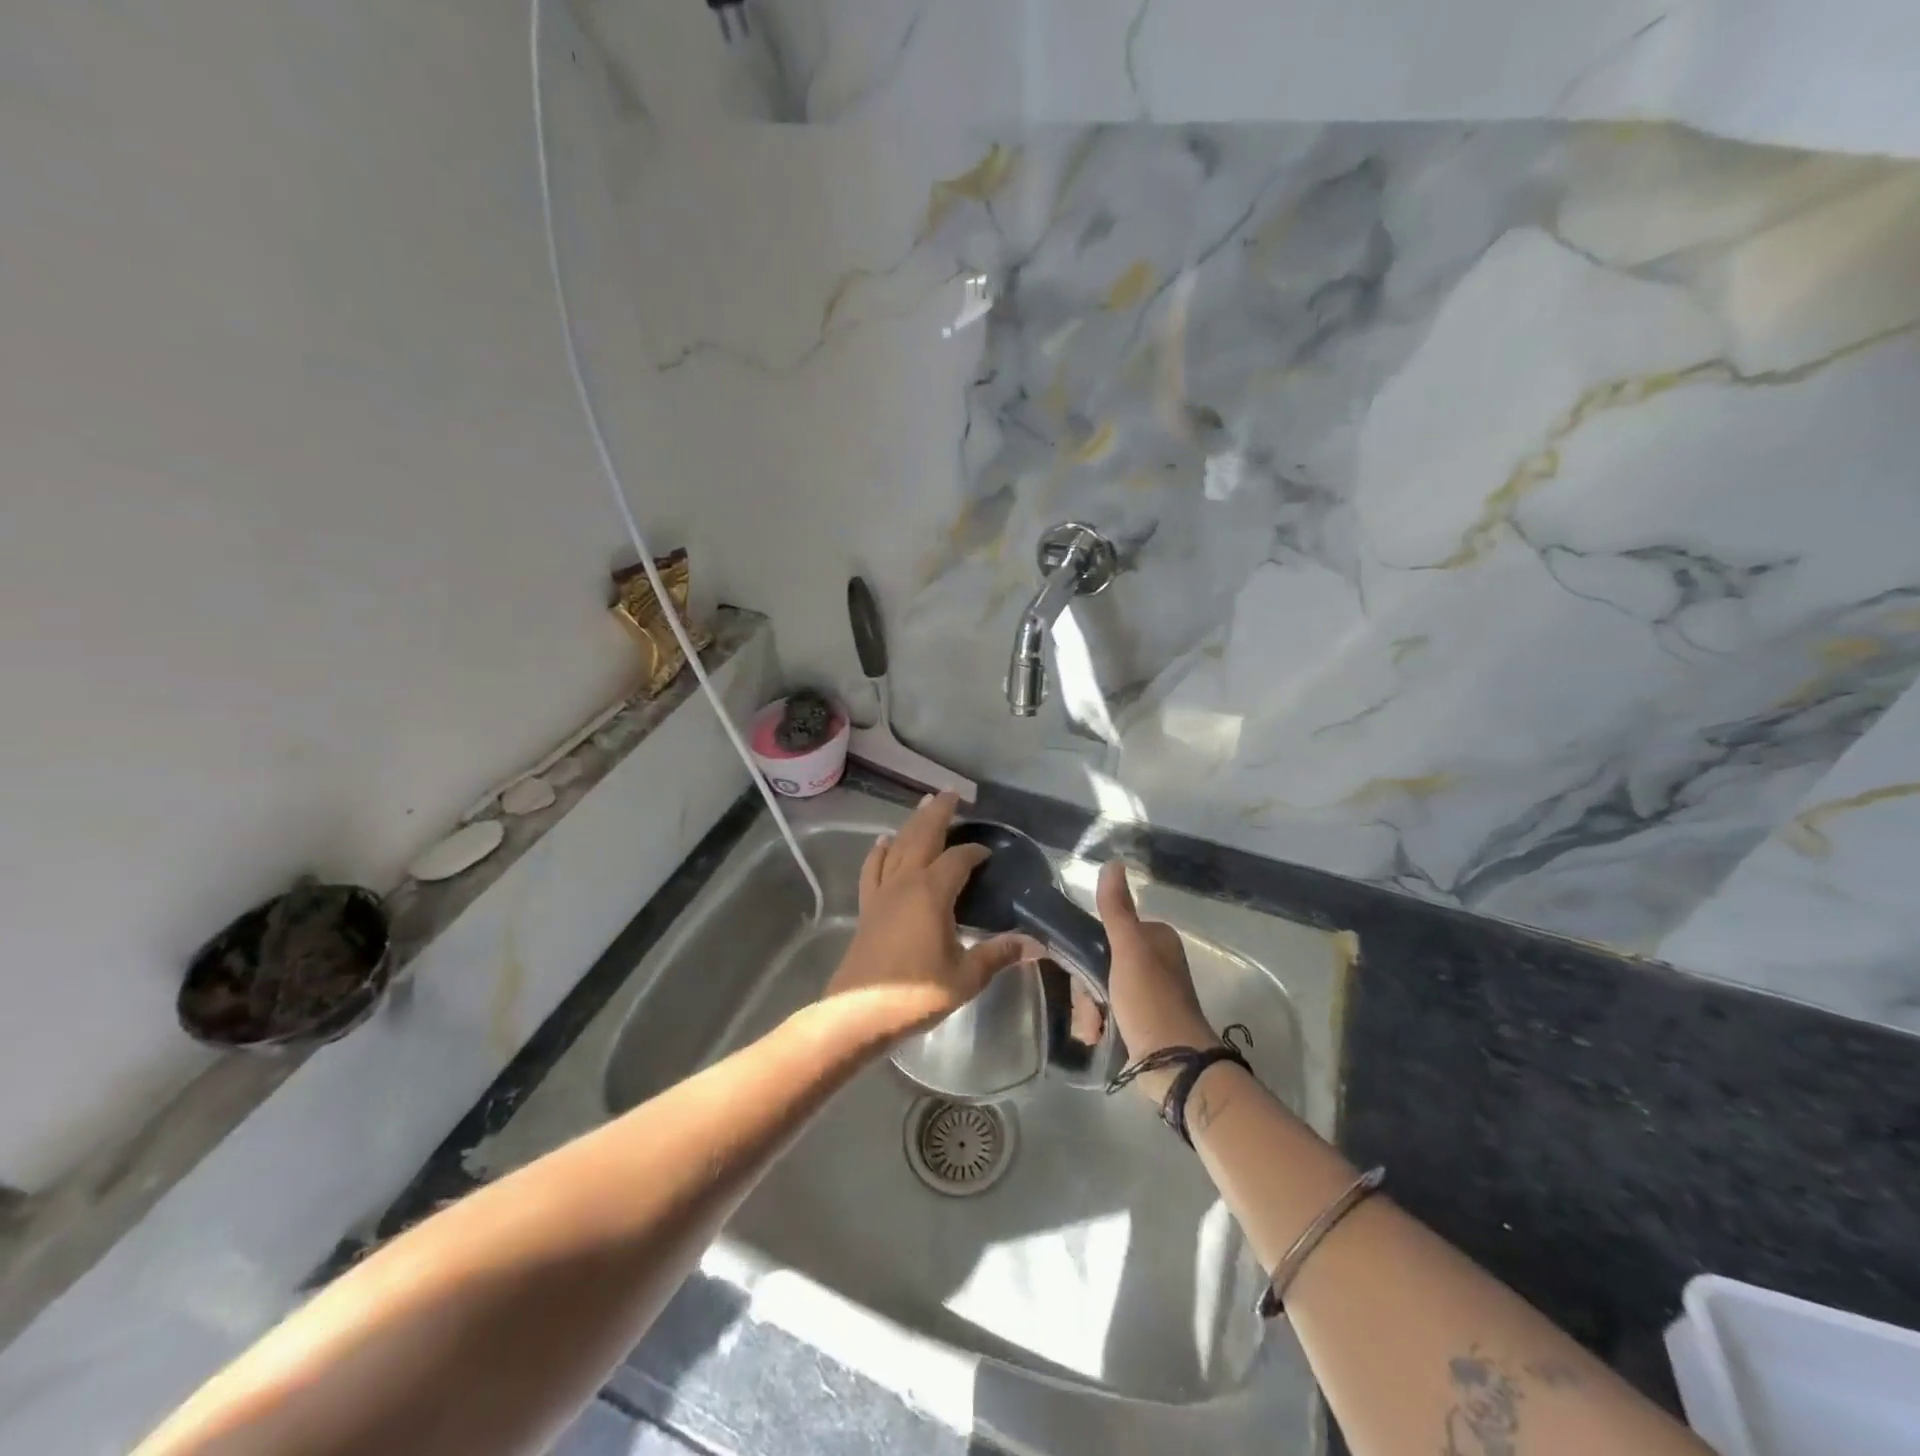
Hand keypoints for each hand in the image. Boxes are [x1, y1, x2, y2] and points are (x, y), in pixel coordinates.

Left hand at [823, 791, 1040, 1042]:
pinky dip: (880, 851)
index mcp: (932, 893)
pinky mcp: (868, 906)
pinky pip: (873, 868)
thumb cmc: (916, 994)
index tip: (989, 853)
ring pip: (898, 846)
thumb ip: (998, 955)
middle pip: (923, 836)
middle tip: (951, 794)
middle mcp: (905, 882)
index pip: (958, 859)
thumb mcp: (965, 977)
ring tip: (923, 805)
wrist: (859, 1013)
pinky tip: (883, 842)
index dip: (975, 852)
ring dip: (912, 824)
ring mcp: (882, 892)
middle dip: (938, 813)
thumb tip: (1036, 944)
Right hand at [1096, 859, 1218, 1100]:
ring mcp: (1148, 994)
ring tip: (1094, 1028)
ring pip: (1098, 990)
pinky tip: (1098, 1037)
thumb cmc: (1151, 1001)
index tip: (1080, 972)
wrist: (1174, 1066)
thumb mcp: (1129, 949)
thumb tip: (1112, 863)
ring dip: (1089, 1010)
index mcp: (1155, 939)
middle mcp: (1153, 962)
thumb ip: (1116, 909)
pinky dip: (1099, 1025)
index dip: (1086, 952)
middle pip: (1099, 963)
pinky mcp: (1142, 1022)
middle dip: (1086, 989)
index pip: (1104, 933)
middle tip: (1091, 1007)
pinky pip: (1107, 1013)